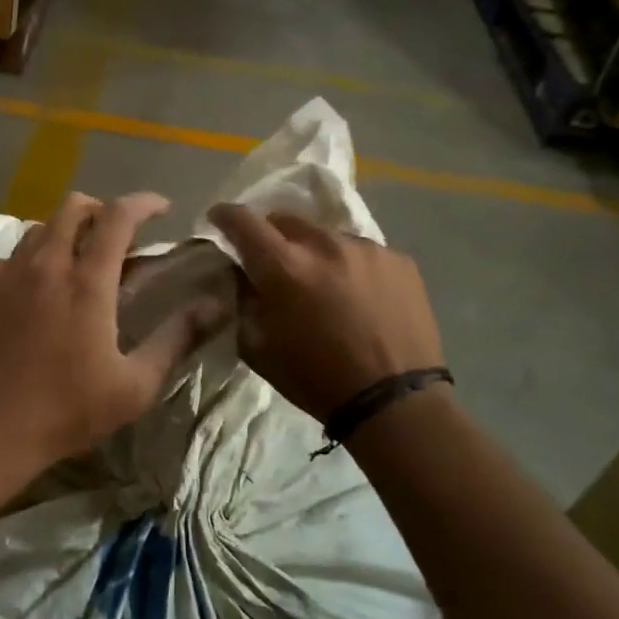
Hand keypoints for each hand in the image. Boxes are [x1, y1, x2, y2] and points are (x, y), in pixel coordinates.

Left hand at [0, 192, 224, 478]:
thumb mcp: (135, 386)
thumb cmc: (67, 411)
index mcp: (87, 282)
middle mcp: (47, 265)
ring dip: (68, 229)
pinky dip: (36, 254)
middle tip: (121, 236)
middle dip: (103, 209)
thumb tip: (214, 307)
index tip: (163, 208)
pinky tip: (43, 283)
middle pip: (73, 207)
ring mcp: (10, 274)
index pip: (118, 217)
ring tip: (84, 258)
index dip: (144, 203)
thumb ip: (176, 339)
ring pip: (41, 226)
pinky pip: (14, 253)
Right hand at [207, 204, 443, 421]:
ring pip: (326, 235)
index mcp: (284, 266)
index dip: (225, 216)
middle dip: (272, 235)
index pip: (244, 221)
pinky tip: (358, 295)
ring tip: (322, 281)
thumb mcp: (258, 347)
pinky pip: (362, 251)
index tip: (219, 219)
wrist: (395, 403)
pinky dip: (350, 265)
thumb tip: (238, 274)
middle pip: (286, 220)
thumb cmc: (316, 379)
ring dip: (314, 251)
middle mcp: (325, 244)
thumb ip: (241, 301)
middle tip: (273, 260)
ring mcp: (366, 249)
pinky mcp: (399, 260)